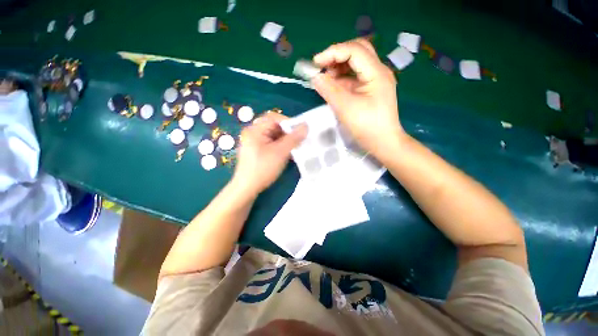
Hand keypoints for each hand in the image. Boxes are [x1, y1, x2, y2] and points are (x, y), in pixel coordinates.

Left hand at [232, 113, 306, 195]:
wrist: (247, 188)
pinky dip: (280, 146)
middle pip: (274, 126)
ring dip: (285, 140)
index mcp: (255, 130)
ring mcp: (254, 142)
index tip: (300, 131)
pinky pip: (271, 143)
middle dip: (288, 133)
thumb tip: (305, 126)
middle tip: (299, 141)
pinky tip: (287, 154)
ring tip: (295, 148)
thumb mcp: (280, 153)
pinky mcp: (257, 150)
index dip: (289, 122)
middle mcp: (253, 133)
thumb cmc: (263, 169)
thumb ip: (293, 138)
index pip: (274, 118)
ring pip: (274, 136)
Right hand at [312, 38, 405, 156]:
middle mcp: (378, 71)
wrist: (383, 143)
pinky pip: (356, 77)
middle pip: (357, 51)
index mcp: (377, 73)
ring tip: (326, 78)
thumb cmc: (367, 127)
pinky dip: (343, 78)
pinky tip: (334, 86)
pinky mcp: (371, 90)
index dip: (333, 52)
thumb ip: (329, 90)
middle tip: (322, 67)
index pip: (354, 50)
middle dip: (337, 56)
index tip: (315, 63)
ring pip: (356, 63)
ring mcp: (376, 80)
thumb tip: (315, 76)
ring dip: (339, 67)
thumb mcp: (345, 108)